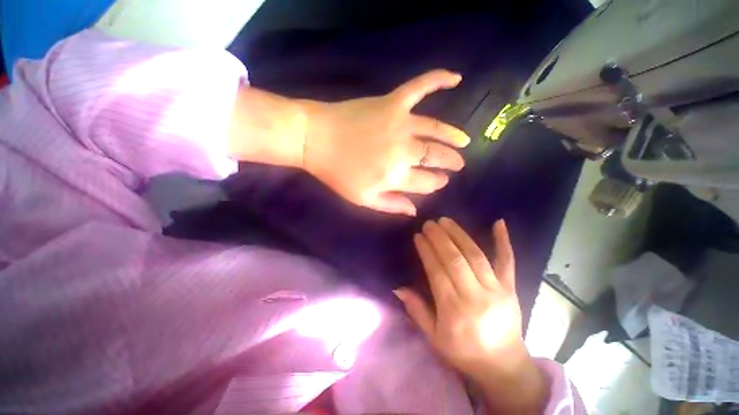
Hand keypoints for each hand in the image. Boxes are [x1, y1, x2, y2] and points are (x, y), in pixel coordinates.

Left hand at [300, 70, 469, 215]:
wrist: (316, 139)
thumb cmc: (338, 173)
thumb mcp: (362, 199)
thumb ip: (391, 205)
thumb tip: (415, 210)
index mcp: (395, 176)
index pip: (426, 182)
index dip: (436, 183)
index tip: (441, 181)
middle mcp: (403, 151)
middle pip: (435, 157)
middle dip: (450, 162)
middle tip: (458, 164)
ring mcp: (400, 123)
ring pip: (436, 129)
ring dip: (453, 136)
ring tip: (463, 141)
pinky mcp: (392, 103)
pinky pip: (420, 87)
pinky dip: (438, 79)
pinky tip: (456, 77)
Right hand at [395, 218, 548, 413]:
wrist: (504, 365)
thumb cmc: (464, 352)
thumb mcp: (434, 338)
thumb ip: (417, 310)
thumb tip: (398, 287)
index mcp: (454, 311)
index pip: (437, 272)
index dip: (427, 251)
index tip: (418, 236)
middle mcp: (476, 297)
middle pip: (455, 260)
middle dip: (440, 238)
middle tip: (429, 223)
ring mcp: (496, 290)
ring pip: (476, 255)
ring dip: (459, 235)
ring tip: (446, 220)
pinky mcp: (510, 287)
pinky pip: (508, 261)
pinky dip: (503, 241)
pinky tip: (499, 223)